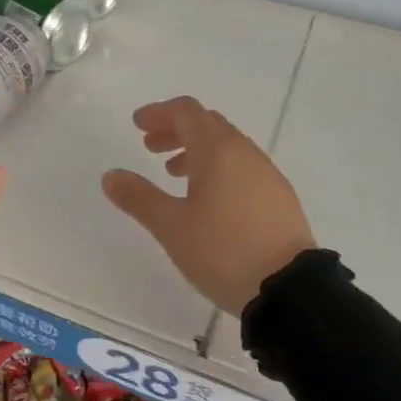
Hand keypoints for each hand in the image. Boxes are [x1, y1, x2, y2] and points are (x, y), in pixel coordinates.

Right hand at [103, 96, 315, 316]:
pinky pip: (242, 166)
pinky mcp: (279, 197)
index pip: (186, 111)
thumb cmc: (224, 250)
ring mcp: (267, 174)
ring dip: (196, 150)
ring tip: (174, 175)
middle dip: (175, 130)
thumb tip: (110, 176)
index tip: (137, 126)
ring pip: (226, 146)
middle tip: (150, 148)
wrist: (290, 289)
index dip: (159, 113)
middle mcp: (245, 152)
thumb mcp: (172, 226)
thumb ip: (139, 197)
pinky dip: (218, 168)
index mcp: (217, 150)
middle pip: (207, 123)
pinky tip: (208, 200)